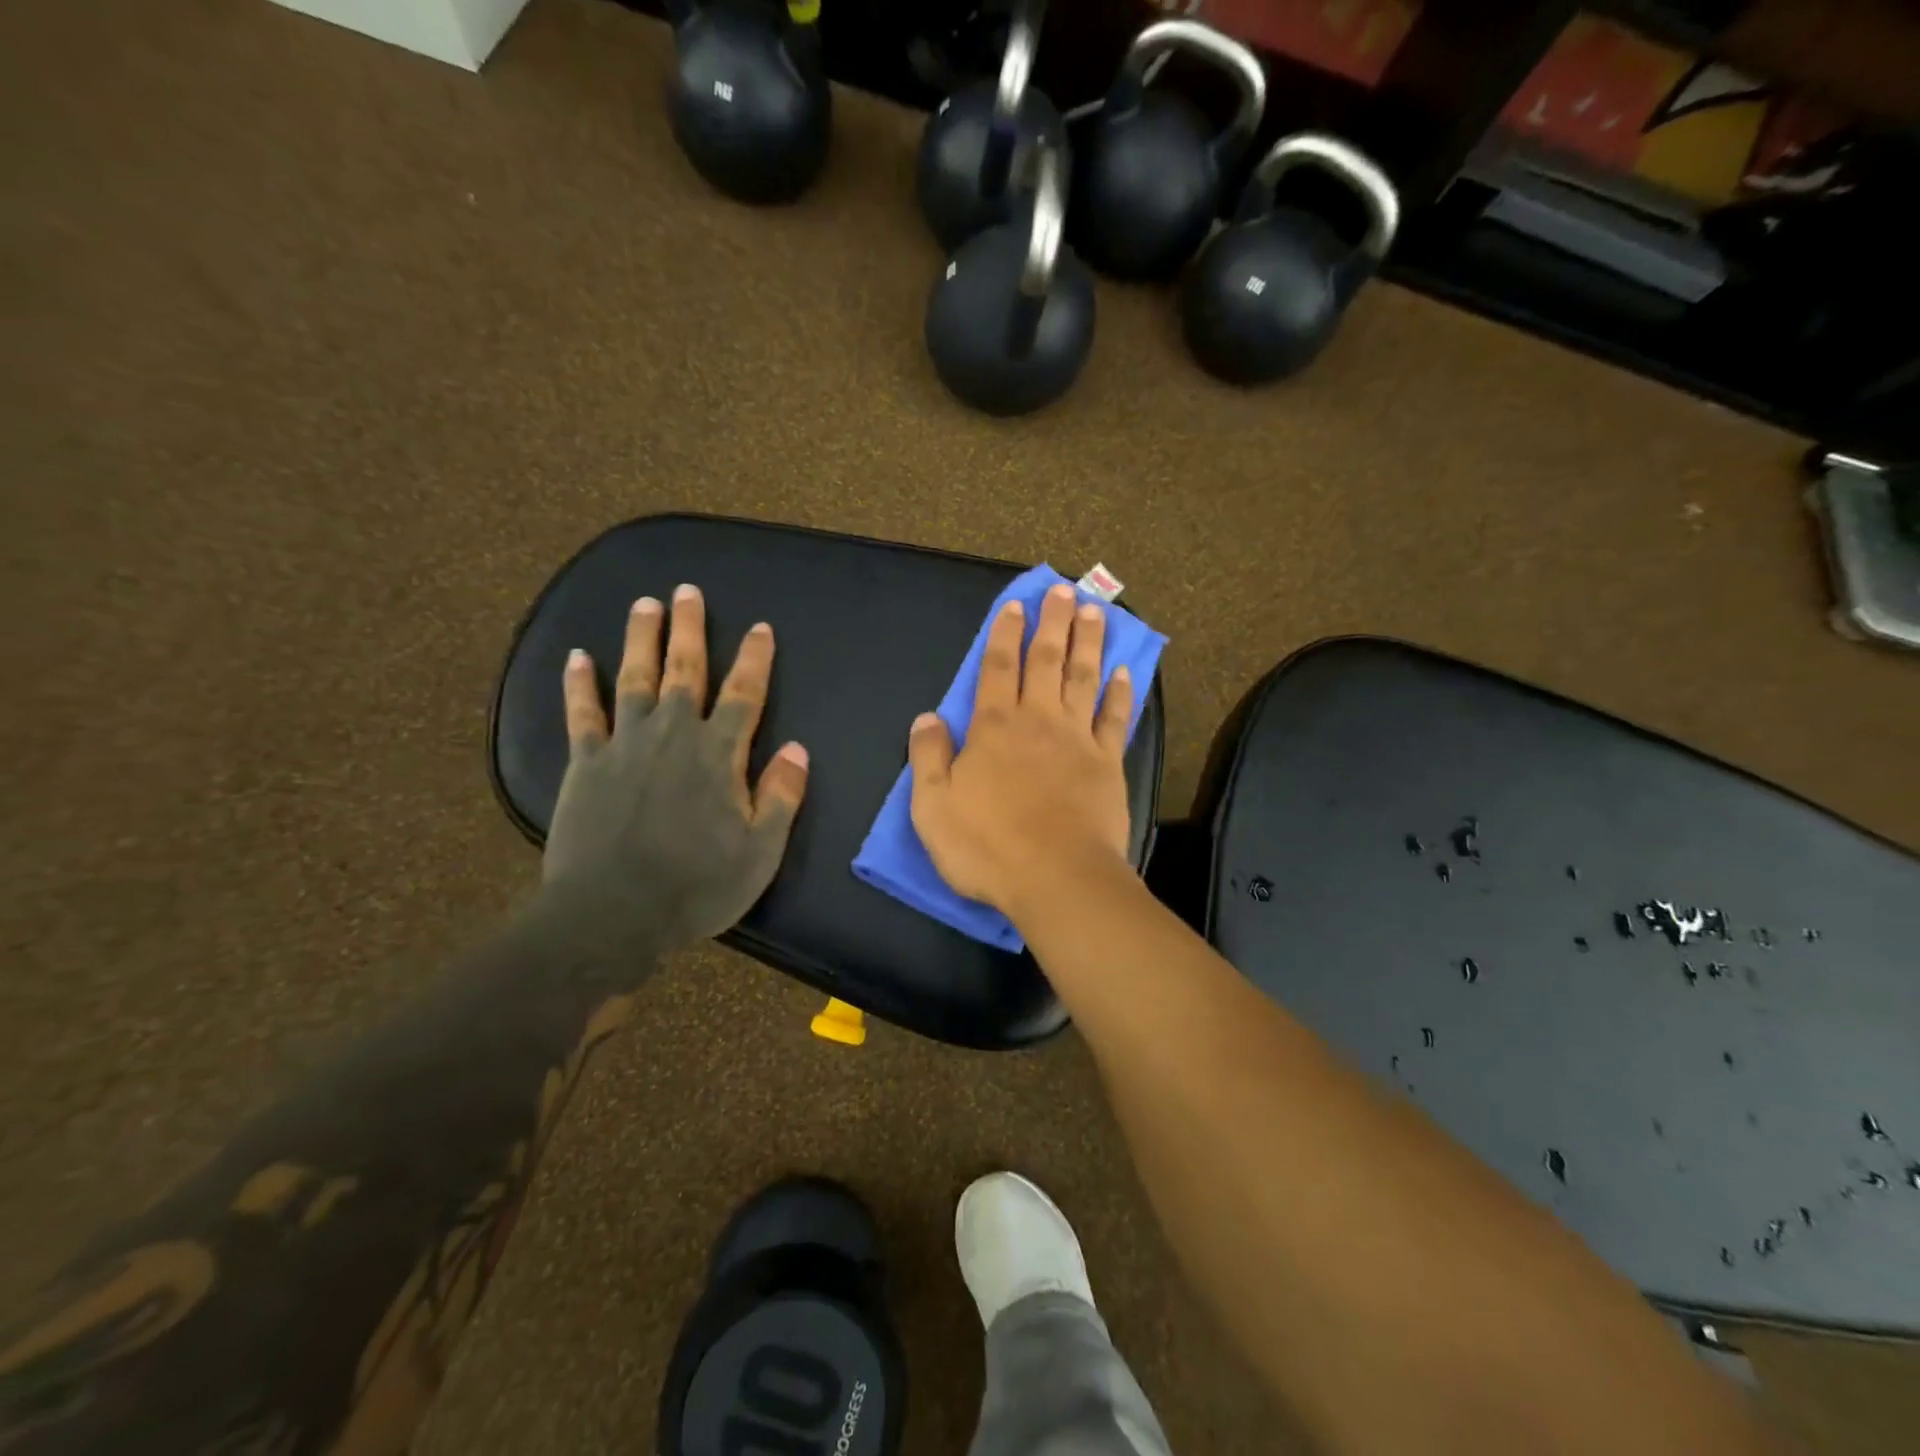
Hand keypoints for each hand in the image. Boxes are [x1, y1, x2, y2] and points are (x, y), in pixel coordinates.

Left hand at [541, 583, 808, 950]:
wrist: (612, 915)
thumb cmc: (696, 886)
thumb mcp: (759, 851)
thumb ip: (781, 797)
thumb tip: (798, 750)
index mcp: (719, 755)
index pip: (744, 694)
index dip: (755, 659)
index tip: (761, 629)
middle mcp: (673, 735)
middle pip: (685, 670)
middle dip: (690, 629)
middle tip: (688, 591)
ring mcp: (625, 745)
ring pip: (635, 679)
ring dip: (641, 639)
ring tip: (644, 604)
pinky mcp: (586, 764)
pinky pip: (583, 714)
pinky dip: (579, 684)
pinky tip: (578, 656)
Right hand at [908, 583, 1133, 922]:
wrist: (1057, 878)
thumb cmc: (987, 845)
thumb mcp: (933, 806)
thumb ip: (928, 756)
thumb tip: (927, 716)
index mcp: (994, 728)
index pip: (998, 668)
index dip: (1005, 634)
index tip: (1017, 604)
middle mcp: (1038, 721)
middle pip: (1046, 660)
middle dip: (1054, 622)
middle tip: (1066, 589)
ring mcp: (1078, 739)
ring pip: (1083, 678)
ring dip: (1088, 642)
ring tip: (1096, 611)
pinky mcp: (1108, 763)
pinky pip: (1115, 718)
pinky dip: (1120, 693)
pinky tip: (1124, 672)